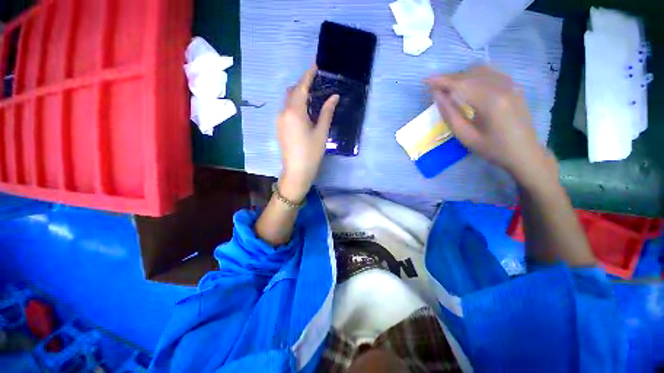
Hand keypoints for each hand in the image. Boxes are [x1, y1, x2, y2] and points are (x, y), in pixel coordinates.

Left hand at [277, 67, 338, 202]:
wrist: (297, 171)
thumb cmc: (311, 153)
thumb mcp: (321, 132)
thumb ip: (326, 112)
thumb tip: (334, 96)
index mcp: (294, 112)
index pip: (301, 87)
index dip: (308, 75)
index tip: (315, 65)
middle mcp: (283, 112)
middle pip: (292, 91)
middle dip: (303, 85)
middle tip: (318, 85)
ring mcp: (279, 120)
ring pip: (288, 100)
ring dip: (299, 95)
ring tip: (313, 98)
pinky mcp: (279, 127)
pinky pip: (286, 109)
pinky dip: (295, 105)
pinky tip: (305, 112)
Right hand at [426, 65, 555, 182]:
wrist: (524, 153)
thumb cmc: (492, 149)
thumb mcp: (465, 136)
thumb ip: (450, 114)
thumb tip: (436, 95)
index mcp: (491, 102)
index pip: (461, 84)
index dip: (441, 81)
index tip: (425, 80)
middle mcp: (502, 87)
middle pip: (470, 74)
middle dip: (449, 78)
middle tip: (434, 86)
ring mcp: (511, 85)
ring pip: (481, 70)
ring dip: (461, 76)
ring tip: (448, 87)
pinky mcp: (514, 86)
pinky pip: (491, 73)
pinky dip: (474, 75)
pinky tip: (467, 85)